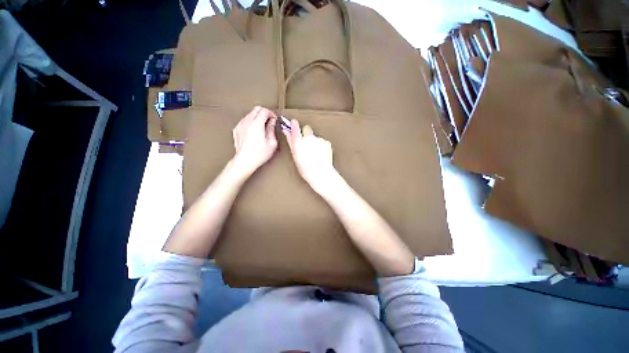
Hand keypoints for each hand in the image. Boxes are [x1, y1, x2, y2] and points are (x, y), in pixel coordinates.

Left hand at [231, 106, 277, 177]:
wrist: (245, 161)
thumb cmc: (259, 154)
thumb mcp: (272, 143)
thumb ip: (272, 130)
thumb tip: (272, 122)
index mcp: (256, 124)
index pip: (264, 111)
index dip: (271, 113)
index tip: (274, 119)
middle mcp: (247, 122)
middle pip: (256, 109)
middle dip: (264, 112)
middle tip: (270, 120)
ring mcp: (240, 125)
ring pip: (250, 114)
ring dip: (257, 117)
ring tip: (263, 126)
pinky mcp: (236, 130)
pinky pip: (245, 120)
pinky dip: (251, 122)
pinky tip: (254, 130)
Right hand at [283, 119, 340, 195]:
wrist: (320, 173)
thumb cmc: (305, 168)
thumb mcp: (295, 156)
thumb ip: (291, 142)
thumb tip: (287, 131)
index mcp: (298, 141)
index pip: (295, 127)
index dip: (294, 124)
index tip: (294, 123)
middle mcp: (308, 138)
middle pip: (307, 129)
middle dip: (306, 133)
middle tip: (307, 143)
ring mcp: (318, 139)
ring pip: (316, 137)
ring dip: (315, 141)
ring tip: (315, 153)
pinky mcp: (327, 142)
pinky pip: (323, 141)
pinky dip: (322, 146)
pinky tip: (321, 154)